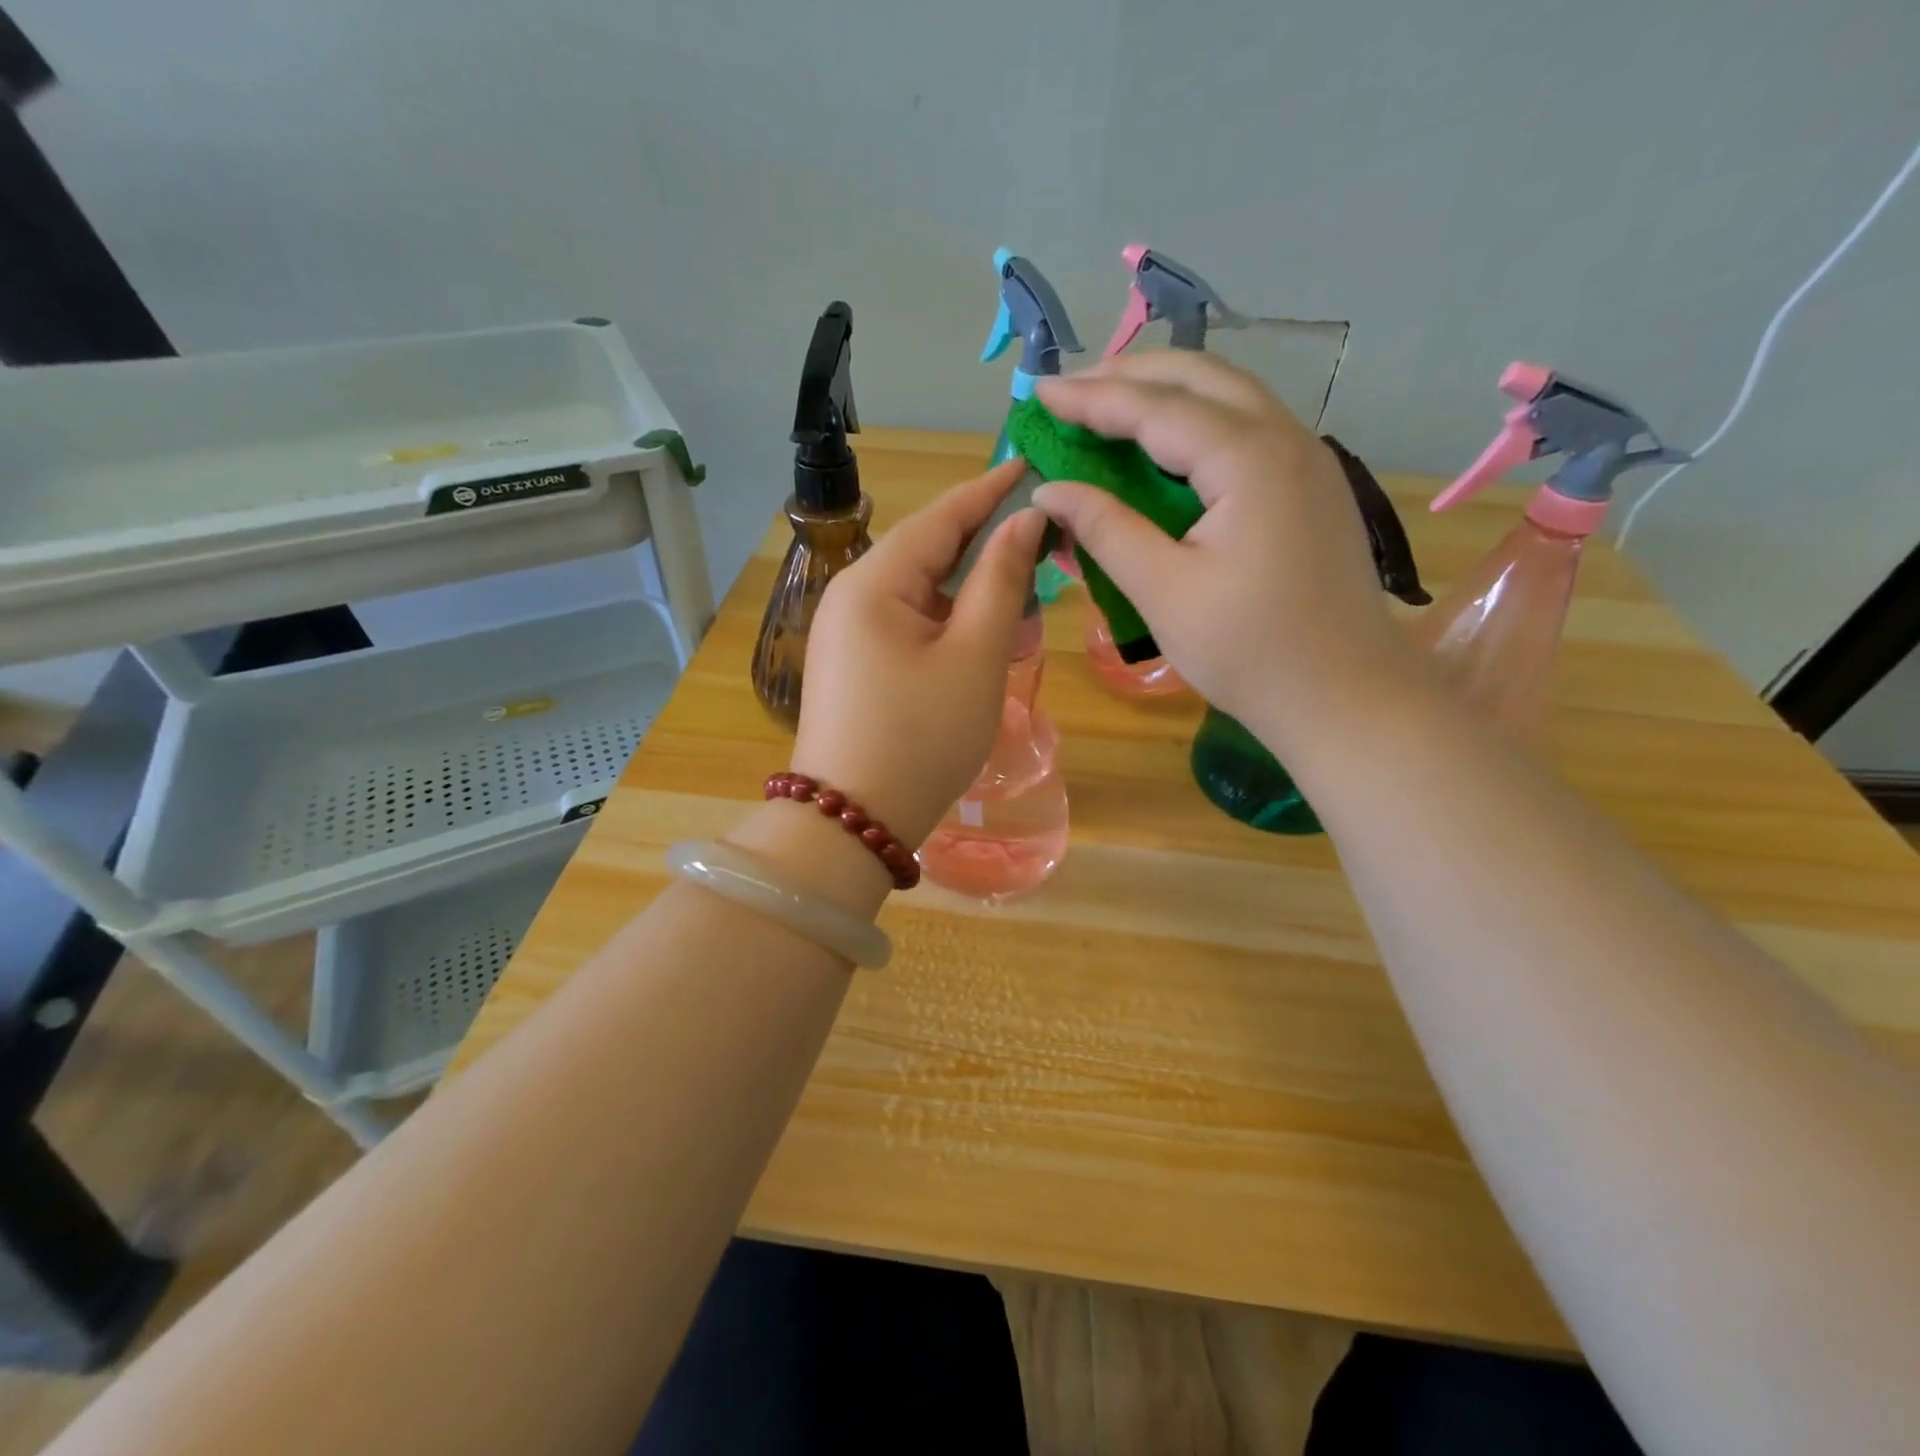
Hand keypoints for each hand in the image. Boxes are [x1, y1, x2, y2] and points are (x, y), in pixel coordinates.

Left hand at [793, 459, 1045, 848]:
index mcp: (874, 582)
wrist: (853, 823)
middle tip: (1045, 548)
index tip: (1032, 463)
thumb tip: (1024, 522)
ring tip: (1025, 608)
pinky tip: (985, 644)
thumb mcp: (974, 657)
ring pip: (923, 595)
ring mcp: (848, 635)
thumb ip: (1001, 581)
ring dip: (974, 597)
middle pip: (930, 553)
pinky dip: (951, 629)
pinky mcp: (855, 666)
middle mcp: (852, 597)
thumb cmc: (921, 738)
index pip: (941, 516)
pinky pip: (910, 628)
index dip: (990, 490)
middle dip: (988, 550)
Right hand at [1033, 353, 1415, 753]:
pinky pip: (1247, 428)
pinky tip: (1166, 444)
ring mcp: (1307, 459)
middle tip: (1072, 388)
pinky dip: (1196, 421)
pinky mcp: (1311, 486)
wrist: (1345, 696)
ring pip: (1229, 396)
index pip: (1157, 408)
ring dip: (1166, 391)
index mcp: (1249, 461)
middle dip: (1131, 375)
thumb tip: (1050, 490)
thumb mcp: (1164, 592)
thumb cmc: (1250, 652)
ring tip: (1109, 403)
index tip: (1040, 393)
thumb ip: (1106, 530)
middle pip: (1201, 378)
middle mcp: (1286, 440)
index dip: (1093, 398)